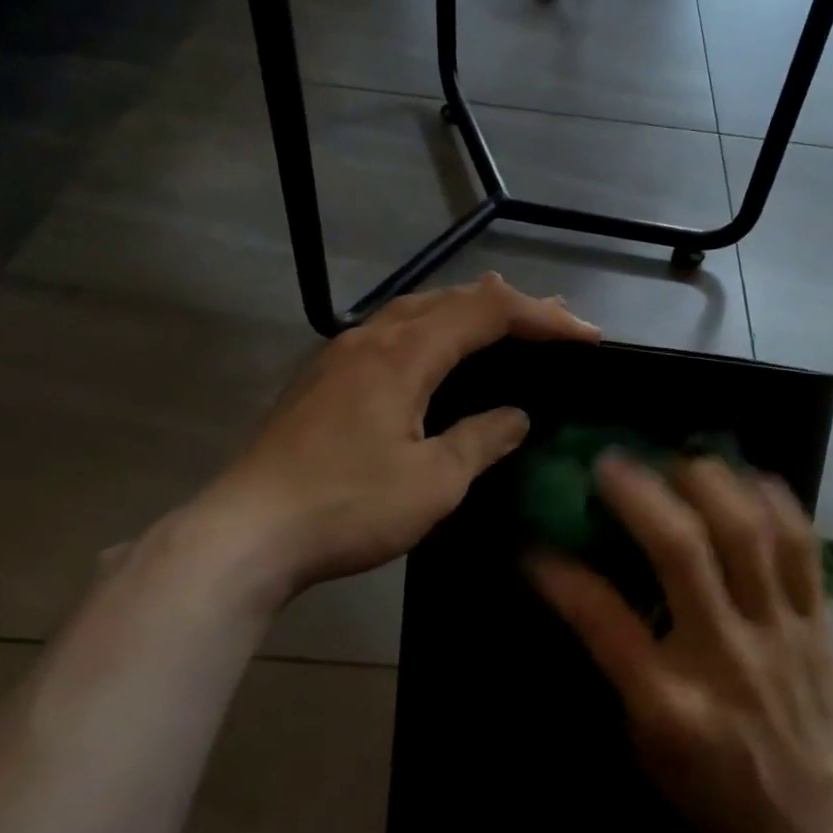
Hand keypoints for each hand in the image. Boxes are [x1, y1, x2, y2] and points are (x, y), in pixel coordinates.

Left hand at [193, 274, 598, 600]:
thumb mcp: (432, 482)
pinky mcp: (323, 378)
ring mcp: (341, 354)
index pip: (488, 312)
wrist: (246, 533)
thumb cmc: (347, 506)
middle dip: (512, 308)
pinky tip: (438, 355)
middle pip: (453, 299)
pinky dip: (434, 333)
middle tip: (558, 324)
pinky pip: (393, 334)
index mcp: (405, 353)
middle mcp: (372, 337)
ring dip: (469, 314)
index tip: (586, 337)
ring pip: (418, 311)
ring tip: (508, 326)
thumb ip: (481, 440)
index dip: (542, 318)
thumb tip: (516, 416)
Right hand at [528, 454, 832, 832]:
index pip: (601, 618)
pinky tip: (749, 476)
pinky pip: (801, 544)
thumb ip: (621, 672)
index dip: (559, 574)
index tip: (532, 543)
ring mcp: (778, 631)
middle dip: (640, 493)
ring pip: (747, 532)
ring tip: (680, 458)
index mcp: (670, 703)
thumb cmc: (722, 800)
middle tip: (610, 461)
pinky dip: (774, 500)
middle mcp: (724, 655)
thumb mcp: (650, 754)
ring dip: (708, 481)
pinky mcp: (820, 621)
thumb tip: (588, 596)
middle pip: (682, 552)